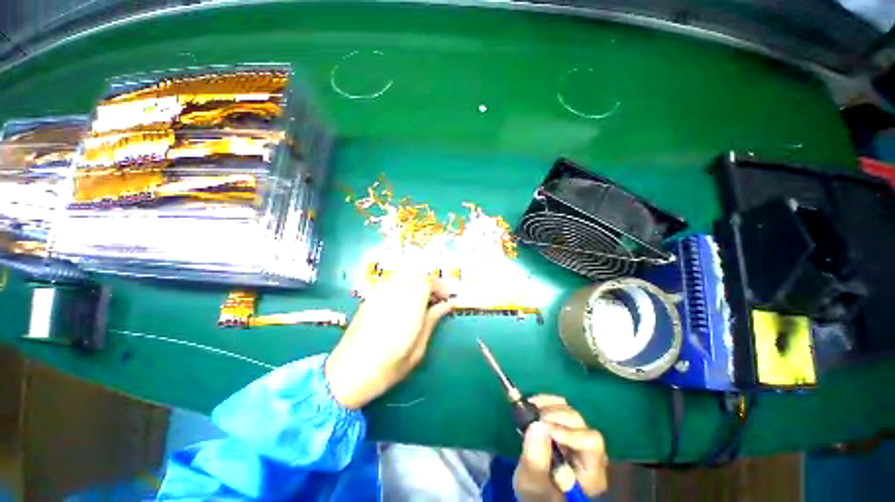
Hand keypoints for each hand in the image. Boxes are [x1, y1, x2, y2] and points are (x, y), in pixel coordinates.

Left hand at [325, 269, 453, 407]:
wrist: (347, 374)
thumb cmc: (388, 367)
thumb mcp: (418, 348)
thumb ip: (432, 320)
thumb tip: (447, 305)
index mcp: (409, 305)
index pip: (427, 280)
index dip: (440, 286)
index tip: (446, 298)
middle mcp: (394, 293)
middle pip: (415, 272)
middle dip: (428, 281)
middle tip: (434, 297)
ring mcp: (379, 293)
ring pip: (402, 274)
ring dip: (415, 281)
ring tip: (420, 300)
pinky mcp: (369, 297)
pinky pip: (391, 282)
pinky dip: (402, 285)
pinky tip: (403, 303)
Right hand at [514, 395, 607, 501]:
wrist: (535, 491)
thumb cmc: (537, 492)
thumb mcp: (533, 484)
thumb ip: (536, 460)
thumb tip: (537, 425)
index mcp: (591, 472)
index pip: (591, 443)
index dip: (568, 432)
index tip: (543, 427)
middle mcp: (590, 452)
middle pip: (581, 424)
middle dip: (555, 416)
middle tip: (534, 416)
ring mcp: (578, 437)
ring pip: (571, 412)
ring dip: (548, 406)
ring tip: (530, 408)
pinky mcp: (565, 427)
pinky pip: (561, 406)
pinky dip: (546, 401)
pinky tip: (532, 403)